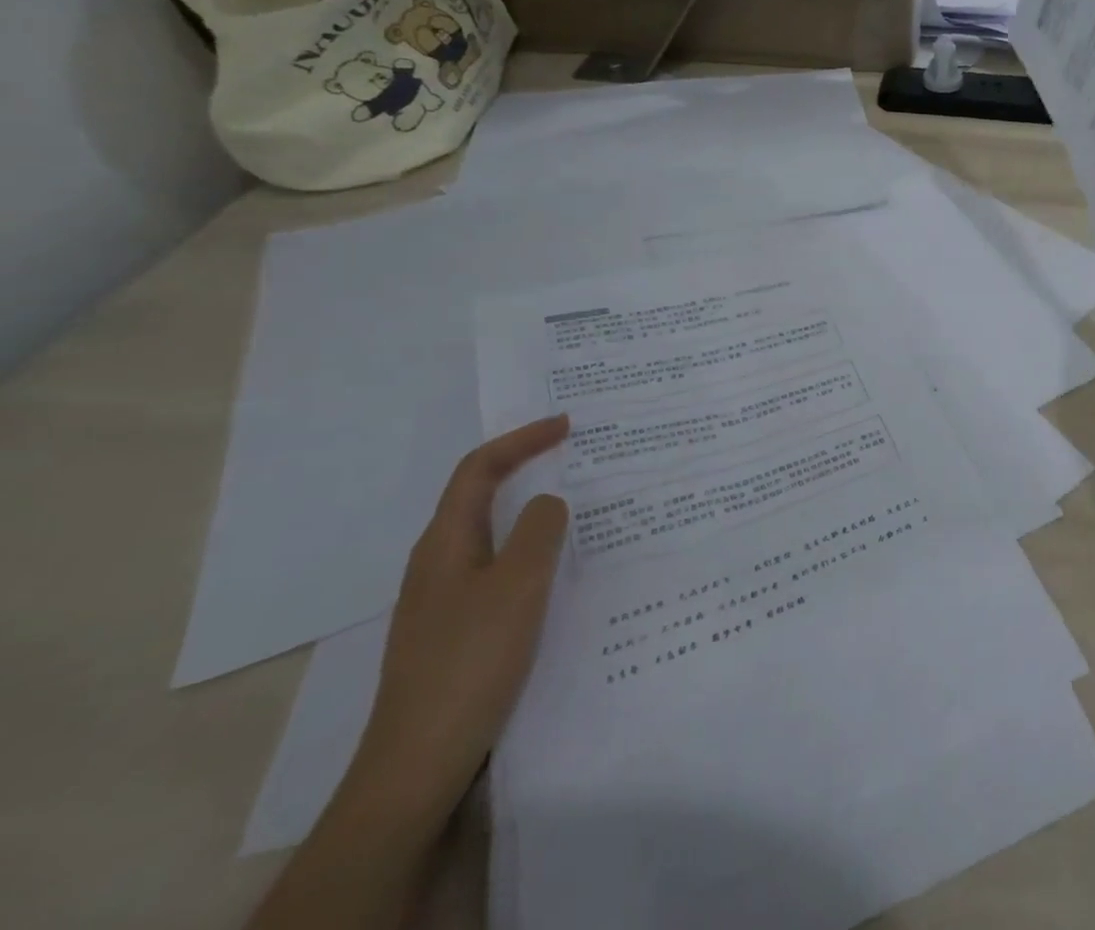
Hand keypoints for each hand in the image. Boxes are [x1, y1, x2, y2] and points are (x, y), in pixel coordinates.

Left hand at [349, 416, 571, 822]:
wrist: (418, 764)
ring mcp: (444, 601)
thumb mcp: (517, 585)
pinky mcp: (458, 632)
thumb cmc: (469, 661)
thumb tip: (549, 502)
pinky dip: (532, 554)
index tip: (567, 425)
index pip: (479, 469)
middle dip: (527, 469)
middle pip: (481, 498)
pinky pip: (500, 571)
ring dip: (533, 514)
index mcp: (444, 543)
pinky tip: (560, 574)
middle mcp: (438, 563)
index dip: (521, 439)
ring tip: (580, 510)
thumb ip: (539, 531)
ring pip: (494, 536)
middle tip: (577, 459)